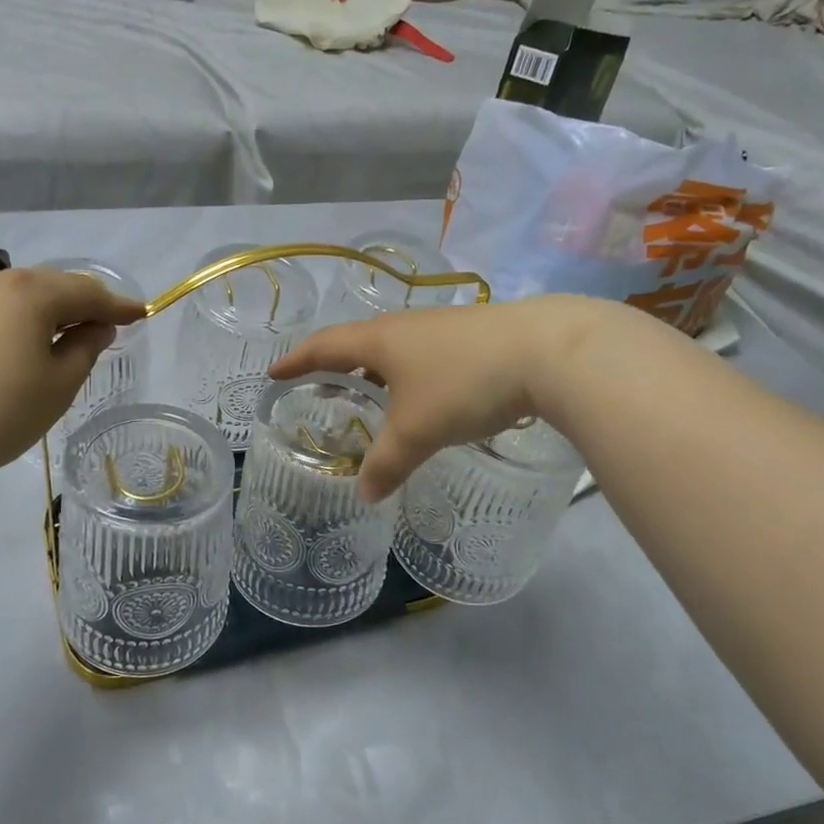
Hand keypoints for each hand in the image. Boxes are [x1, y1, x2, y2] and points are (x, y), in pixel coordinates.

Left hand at [0, 268, 145, 490]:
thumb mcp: (57, 386)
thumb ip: (84, 349)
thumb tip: (95, 327)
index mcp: (30, 293)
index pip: (87, 292)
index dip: (118, 305)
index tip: (142, 313)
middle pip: (48, 287)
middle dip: (78, 306)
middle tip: (100, 327)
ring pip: (12, 298)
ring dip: (39, 314)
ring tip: (53, 341)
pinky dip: (5, 325)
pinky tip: (4, 353)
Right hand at [271, 296, 599, 499]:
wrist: (548, 350)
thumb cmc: (465, 384)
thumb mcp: (418, 431)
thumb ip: (387, 463)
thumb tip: (365, 496)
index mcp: (380, 341)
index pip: (324, 346)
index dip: (296, 360)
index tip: (275, 372)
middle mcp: (405, 327)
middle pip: (357, 343)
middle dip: (334, 365)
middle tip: (319, 387)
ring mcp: (441, 327)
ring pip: (394, 348)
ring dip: (374, 370)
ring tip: (368, 394)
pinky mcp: (472, 335)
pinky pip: (422, 354)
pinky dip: (407, 374)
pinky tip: (423, 394)